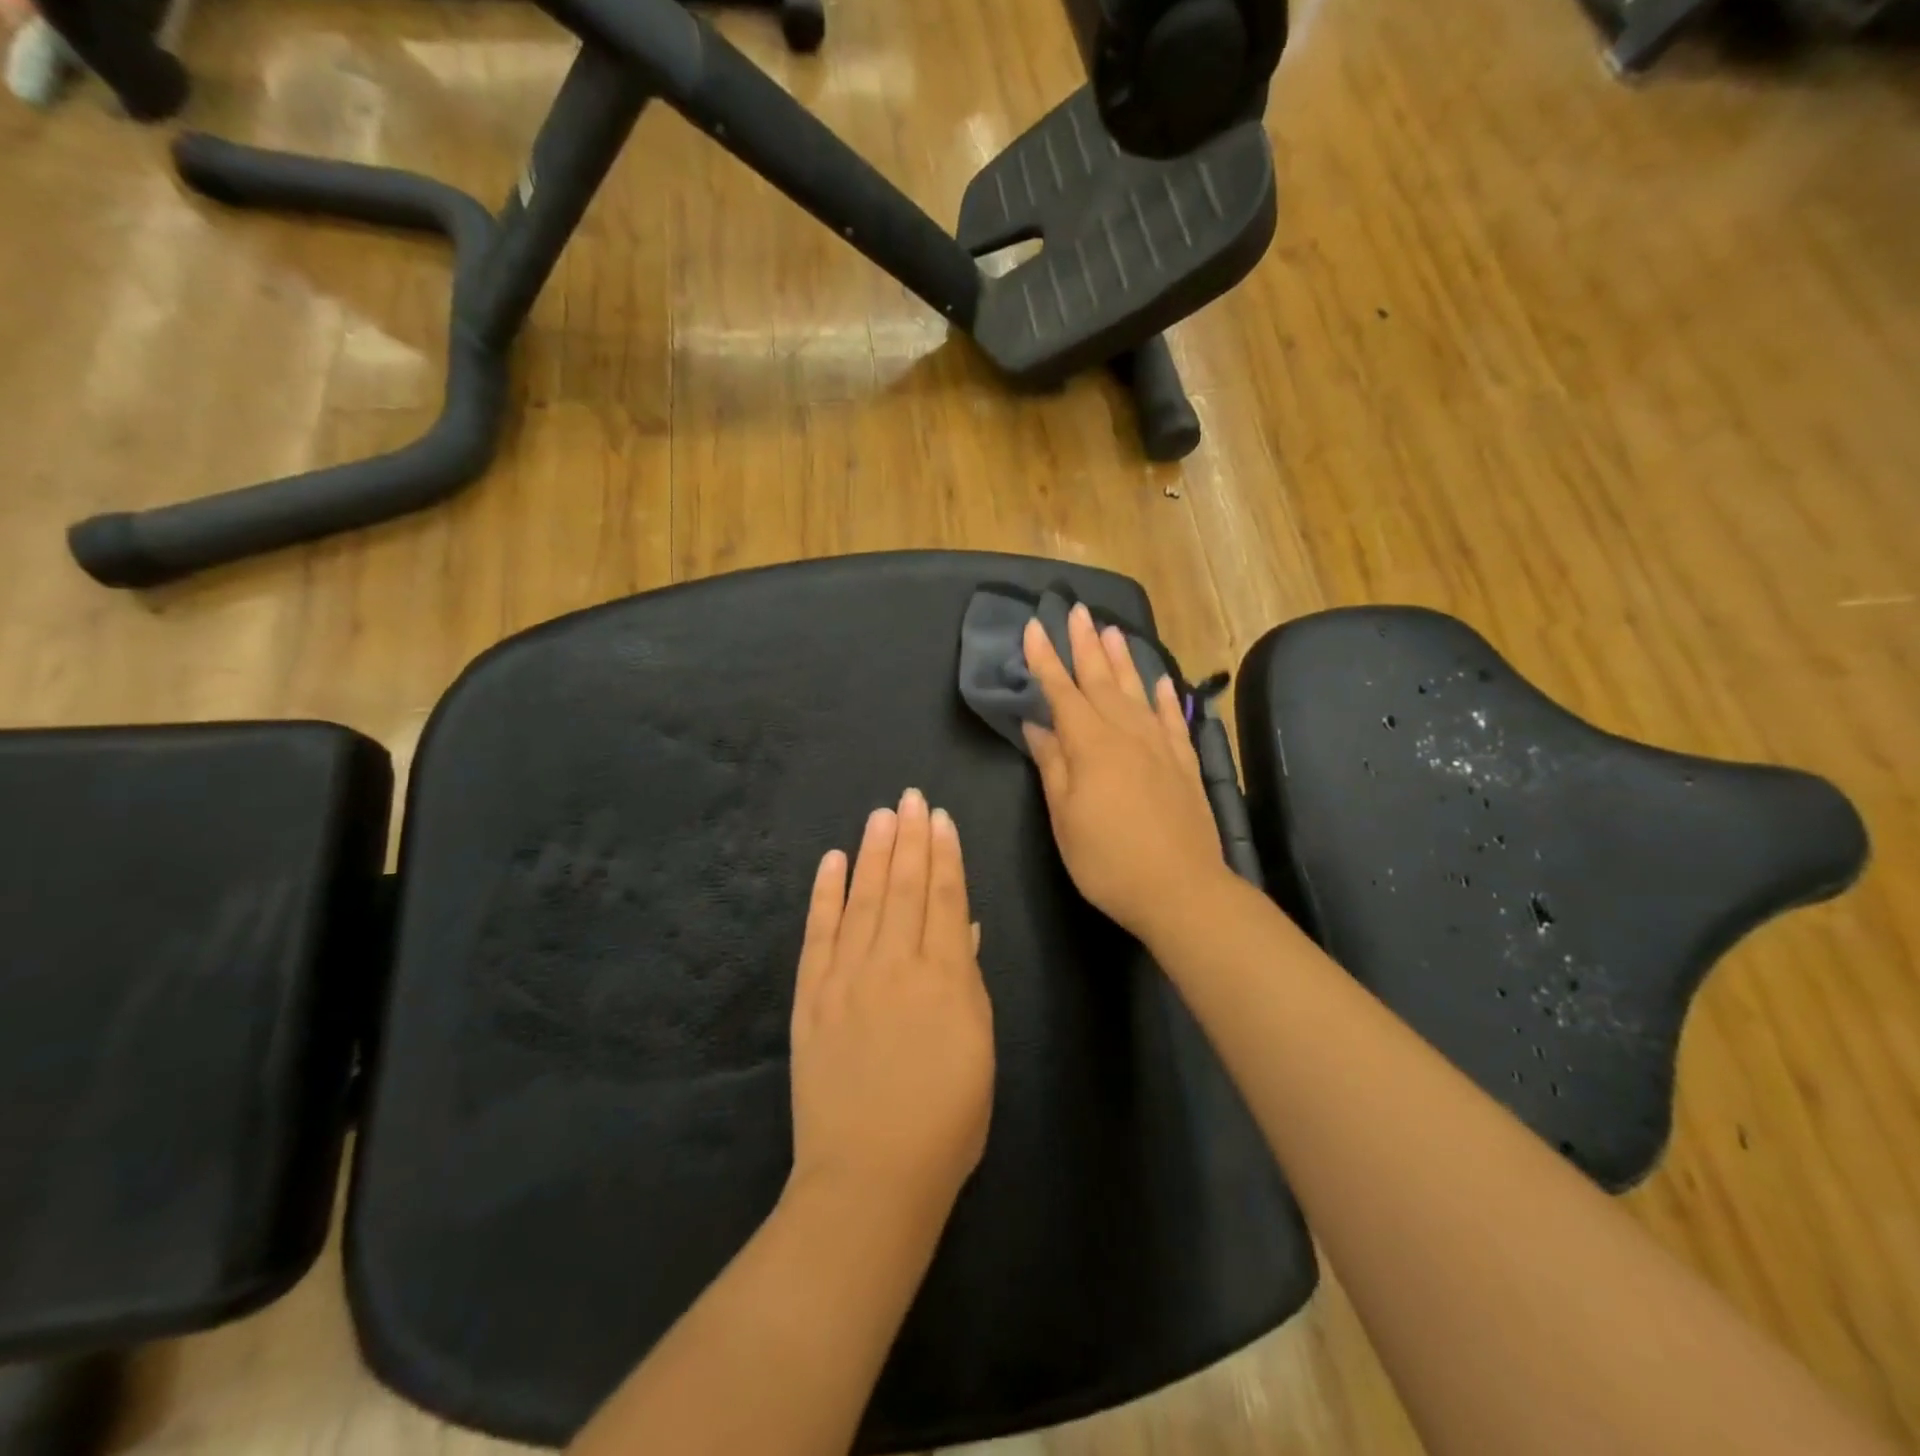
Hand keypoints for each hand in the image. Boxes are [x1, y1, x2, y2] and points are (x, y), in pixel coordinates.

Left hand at [788, 789, 994, 1222]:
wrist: (869, 1178)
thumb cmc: (945, 1122)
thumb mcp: (979, 1050)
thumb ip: (969, 982)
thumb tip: (963, 928)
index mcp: (944, 978)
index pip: (944, 899)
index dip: (944, 855)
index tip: (941, 817)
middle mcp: (894, 964)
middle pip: (904, 887)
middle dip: (910, 838)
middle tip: (910, 797)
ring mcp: (847, 977)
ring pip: (864, 899)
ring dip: (874, 853)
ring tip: (881, 814)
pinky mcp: (811, 997)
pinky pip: (819, 934)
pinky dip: (825, 894)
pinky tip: (833, 861)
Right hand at [1022, 605, 1229, 944]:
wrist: (1180, 889)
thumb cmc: (1107, 859)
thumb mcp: (1065, 816)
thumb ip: (1053, 765)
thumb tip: (1037, 724)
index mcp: (1090, 745)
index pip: (1062, 692)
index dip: (1045, 660)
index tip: (1034, 626)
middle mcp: (1126, 734)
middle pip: (1101, 680)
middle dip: (1085, 644)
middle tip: (1075, 610)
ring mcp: (1160, 746)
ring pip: (1135, 691)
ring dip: (1122, 658)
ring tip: (1112, 628)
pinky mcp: (1184, 764)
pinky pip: (1171, 719)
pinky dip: (1162, 696)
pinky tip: (1158, 679)